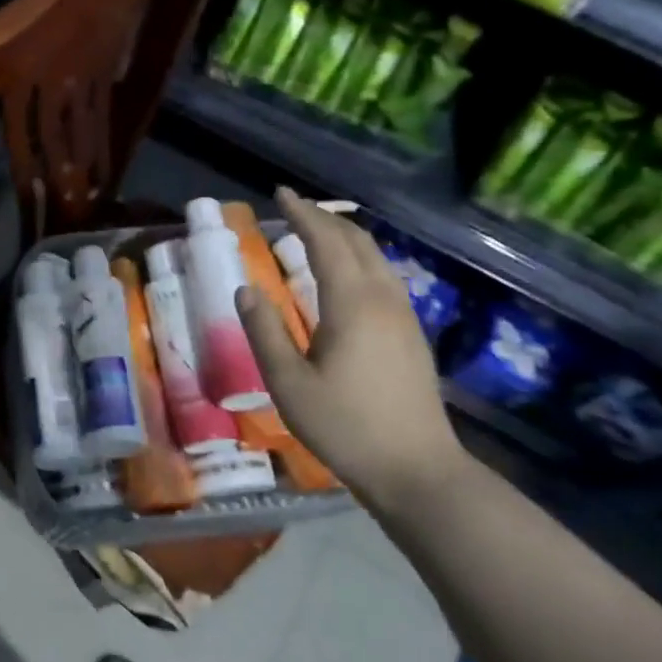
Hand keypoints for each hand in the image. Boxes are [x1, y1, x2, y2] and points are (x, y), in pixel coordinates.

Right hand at [237, 187, 463, 503]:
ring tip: (317, 232)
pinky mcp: (411, 335)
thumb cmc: (345, 426)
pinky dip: (359, 259)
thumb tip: (246, 290)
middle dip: (325, 218)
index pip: (326, 242)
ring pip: (376, 258)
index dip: (302, 214)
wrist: (416, 469)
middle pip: (357, 242)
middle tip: (294, 208)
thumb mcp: (288, 384)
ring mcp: (404, 316)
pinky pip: (384, 277)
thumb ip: (264, 332)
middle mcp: (383, 299)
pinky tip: (347, 275)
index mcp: (351, 304)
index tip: (279, 193)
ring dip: (345, 237)